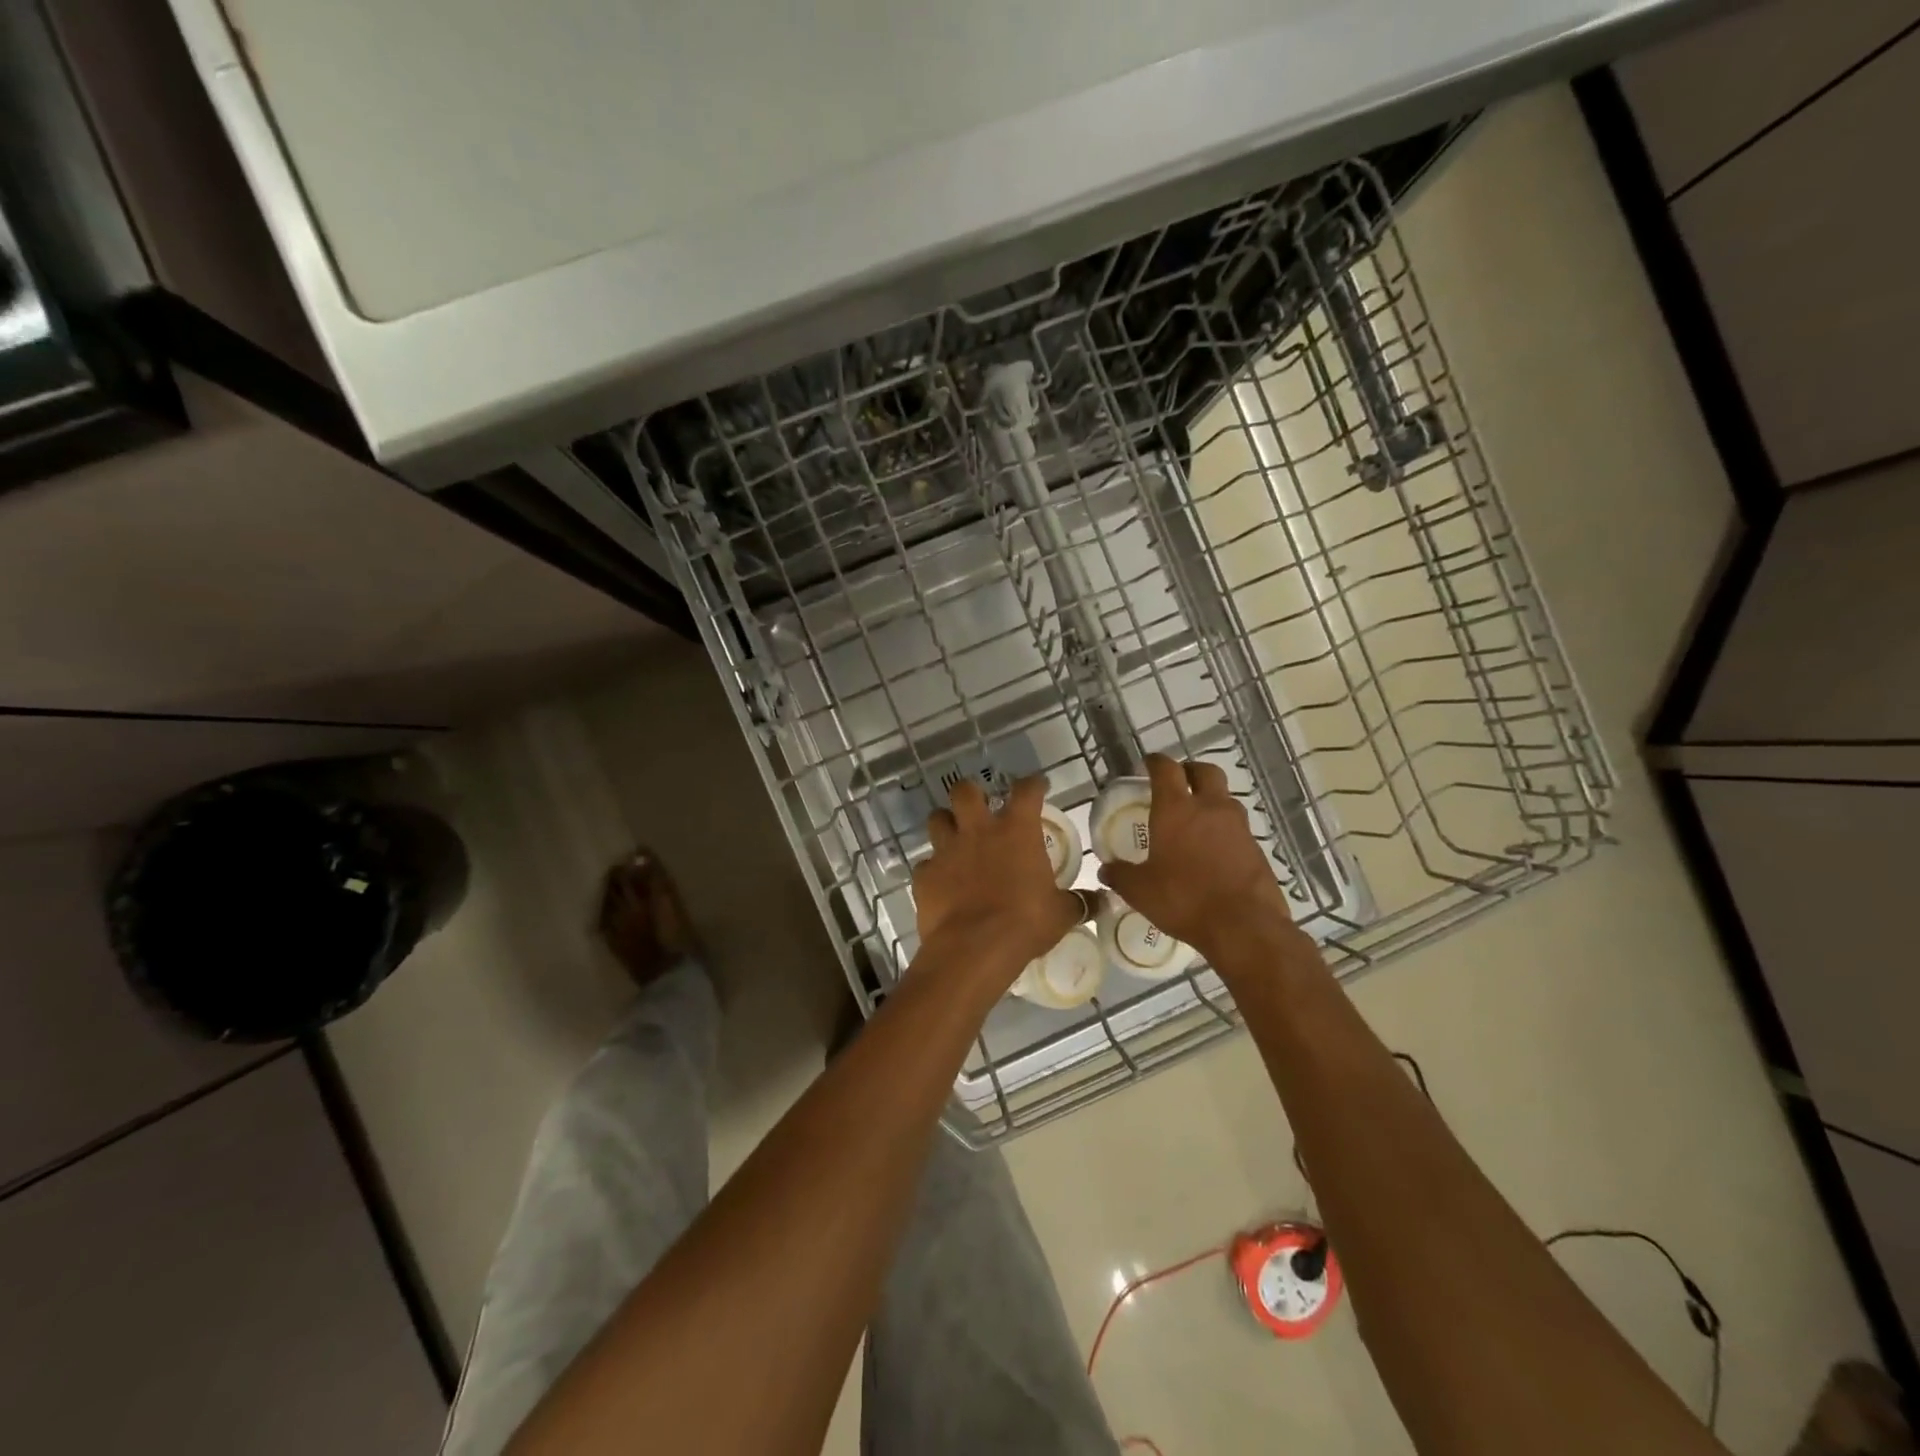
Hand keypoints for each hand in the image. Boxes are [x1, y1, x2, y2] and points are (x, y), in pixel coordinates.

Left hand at [913, 776, 1086, 982]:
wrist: (973, 949)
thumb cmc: (1025, 923)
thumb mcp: (1061, 914)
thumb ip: (1078, 902)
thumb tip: (1101, 901)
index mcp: (1016, 831)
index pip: (1027, 790)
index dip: (1033, 784)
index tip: (1037, 785)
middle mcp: (978, 831)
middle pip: (965, 791)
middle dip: (971, 793)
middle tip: (980, 806)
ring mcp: (946, 851)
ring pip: (936, 819)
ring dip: (946, 825)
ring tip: (954, 839)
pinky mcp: (924, 875)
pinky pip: (925, 865)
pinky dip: (933, 871)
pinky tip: (941, 883)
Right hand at [1097, 754, 1296, 966]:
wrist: (1244, 926)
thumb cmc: (1184, 899)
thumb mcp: (1140, 891)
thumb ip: (1120, 875)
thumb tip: (1106, 869)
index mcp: (1176, 809)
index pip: (1166, 769)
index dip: (1155, 762)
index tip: (1147, 763)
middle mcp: (1210, 808)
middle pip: (1205, 771)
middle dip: (1190, 771)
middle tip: (1177, 783)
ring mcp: (1238, 826)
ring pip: (1224, 798)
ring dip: (1210, 800)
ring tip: (1195, 819)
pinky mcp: (1257, 848)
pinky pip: (1237, 827)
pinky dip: (1224, 830)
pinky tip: (1213, 850)